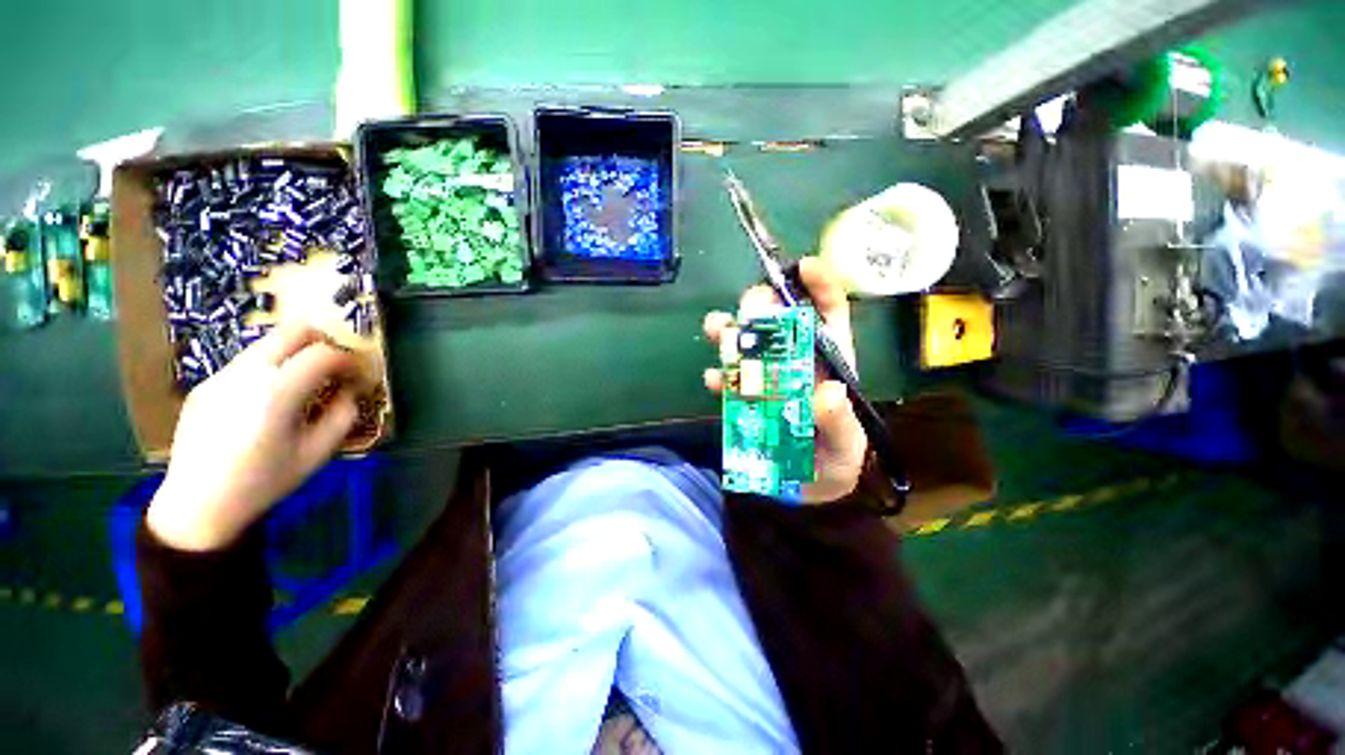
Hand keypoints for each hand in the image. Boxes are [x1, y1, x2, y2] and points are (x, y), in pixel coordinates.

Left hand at [146, 323, 369, 550]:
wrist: (196, 504)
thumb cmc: (263, 482)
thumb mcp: (317, 453)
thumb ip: (342, 415)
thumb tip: (348, 392)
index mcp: (277, 392)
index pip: (324, 354)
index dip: (349, 361)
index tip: (357, 378)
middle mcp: (246, 373)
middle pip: (292, 331)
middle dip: (323, 343)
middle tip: (334, 367)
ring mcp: (220, 376)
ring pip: (267, 344)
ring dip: (294, 356)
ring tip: (303, 386)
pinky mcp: (205, 386)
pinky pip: (246, 365)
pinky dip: (269, 372)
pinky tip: (267, 405)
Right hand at [703, 256, 867, 503]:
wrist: (805, 489)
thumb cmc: (834, 460)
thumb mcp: (845, 445)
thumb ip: (839, 422)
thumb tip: (828, 392)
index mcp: (828, 360)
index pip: (828, 313)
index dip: (818, 286)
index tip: (801, 266)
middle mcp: (794, 360)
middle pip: (776, 320)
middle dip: (760, 306)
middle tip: (749, 310)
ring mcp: (765, 377)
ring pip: (745, 342)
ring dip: (729, 333)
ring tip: (717, 332)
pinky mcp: (744, 397)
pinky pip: (728, 379)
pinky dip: (718, 376)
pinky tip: (712, 380)